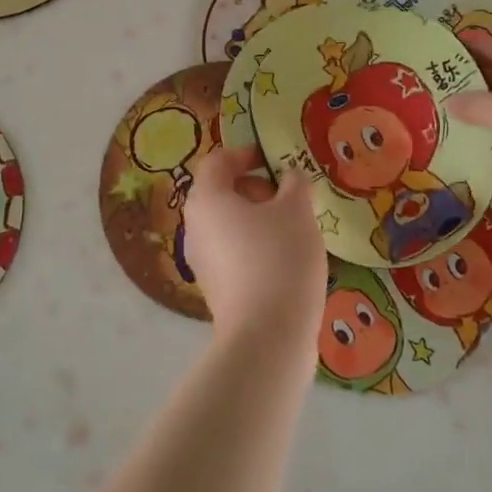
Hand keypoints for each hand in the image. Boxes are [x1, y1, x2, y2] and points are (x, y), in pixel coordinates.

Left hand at [182, 146, 325, 353]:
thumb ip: (294, 184)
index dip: (245, 154)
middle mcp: (195, 227)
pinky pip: (232, 253)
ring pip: (227, 225)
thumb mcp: (297, 210)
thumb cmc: (280, 258)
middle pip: (220, 193)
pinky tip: (285, 260)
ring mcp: (201, 261)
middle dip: (255, 188)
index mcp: (206, 199)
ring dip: (257, 219)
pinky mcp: (214, 289)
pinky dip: (254, 246)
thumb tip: (289, 177)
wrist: (268, 336)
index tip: (273, 161)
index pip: (217, 162)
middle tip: (288, 197)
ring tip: (293, 229)